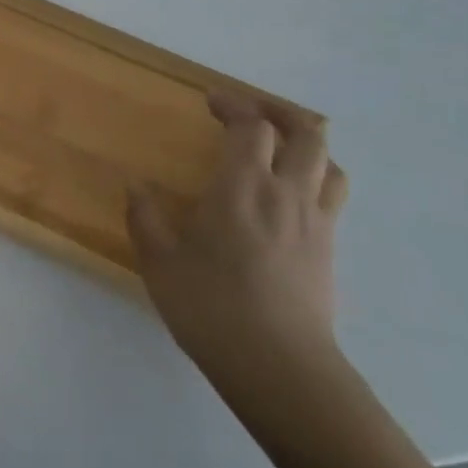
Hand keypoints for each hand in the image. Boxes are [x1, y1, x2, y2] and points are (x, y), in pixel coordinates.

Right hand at [127, 92, 349, 375]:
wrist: (279, 366)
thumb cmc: (211, 306)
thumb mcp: (159, 261)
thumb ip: (145, 217)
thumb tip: (136, 186)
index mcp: (243, 187)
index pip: (251, 127)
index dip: (233, 105)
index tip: (211, 101)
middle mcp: (286, 194)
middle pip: (306, 134)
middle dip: (279, 112)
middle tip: (250, 113)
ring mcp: (315, 223)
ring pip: (329, 164)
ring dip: (306, 145)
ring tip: (279, 148)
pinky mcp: (328, 250)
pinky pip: (331, 197)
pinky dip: (315, 179)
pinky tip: (288, 198)